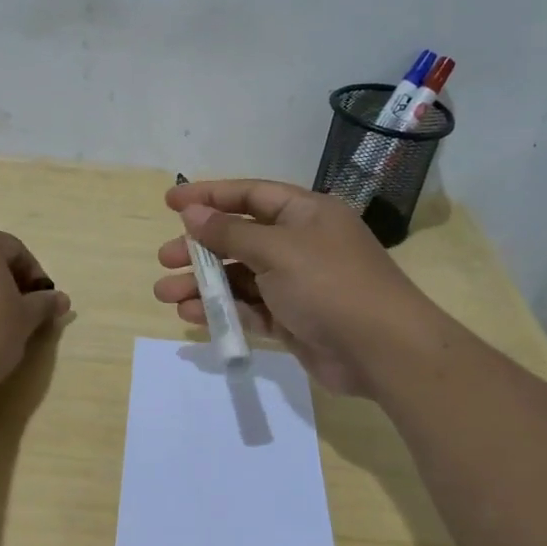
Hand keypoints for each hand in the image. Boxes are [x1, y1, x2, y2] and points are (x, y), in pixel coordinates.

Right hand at [154, 180, 438, 396]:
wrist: (382, 349)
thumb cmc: (329, 284)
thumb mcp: (276, 250)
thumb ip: (230, 233)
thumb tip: (192, 213)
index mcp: (304, 213)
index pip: (249, 195)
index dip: (209, 196)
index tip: (170, 203)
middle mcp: (300, 243)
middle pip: (240, 238)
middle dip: (200, 248)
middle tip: (164, 258)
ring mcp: (297, 283)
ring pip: (240, 277)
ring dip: (203, 284)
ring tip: (165, 293)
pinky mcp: (293, 319)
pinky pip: (250, 308)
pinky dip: (222, 310)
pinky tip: (191, 315)